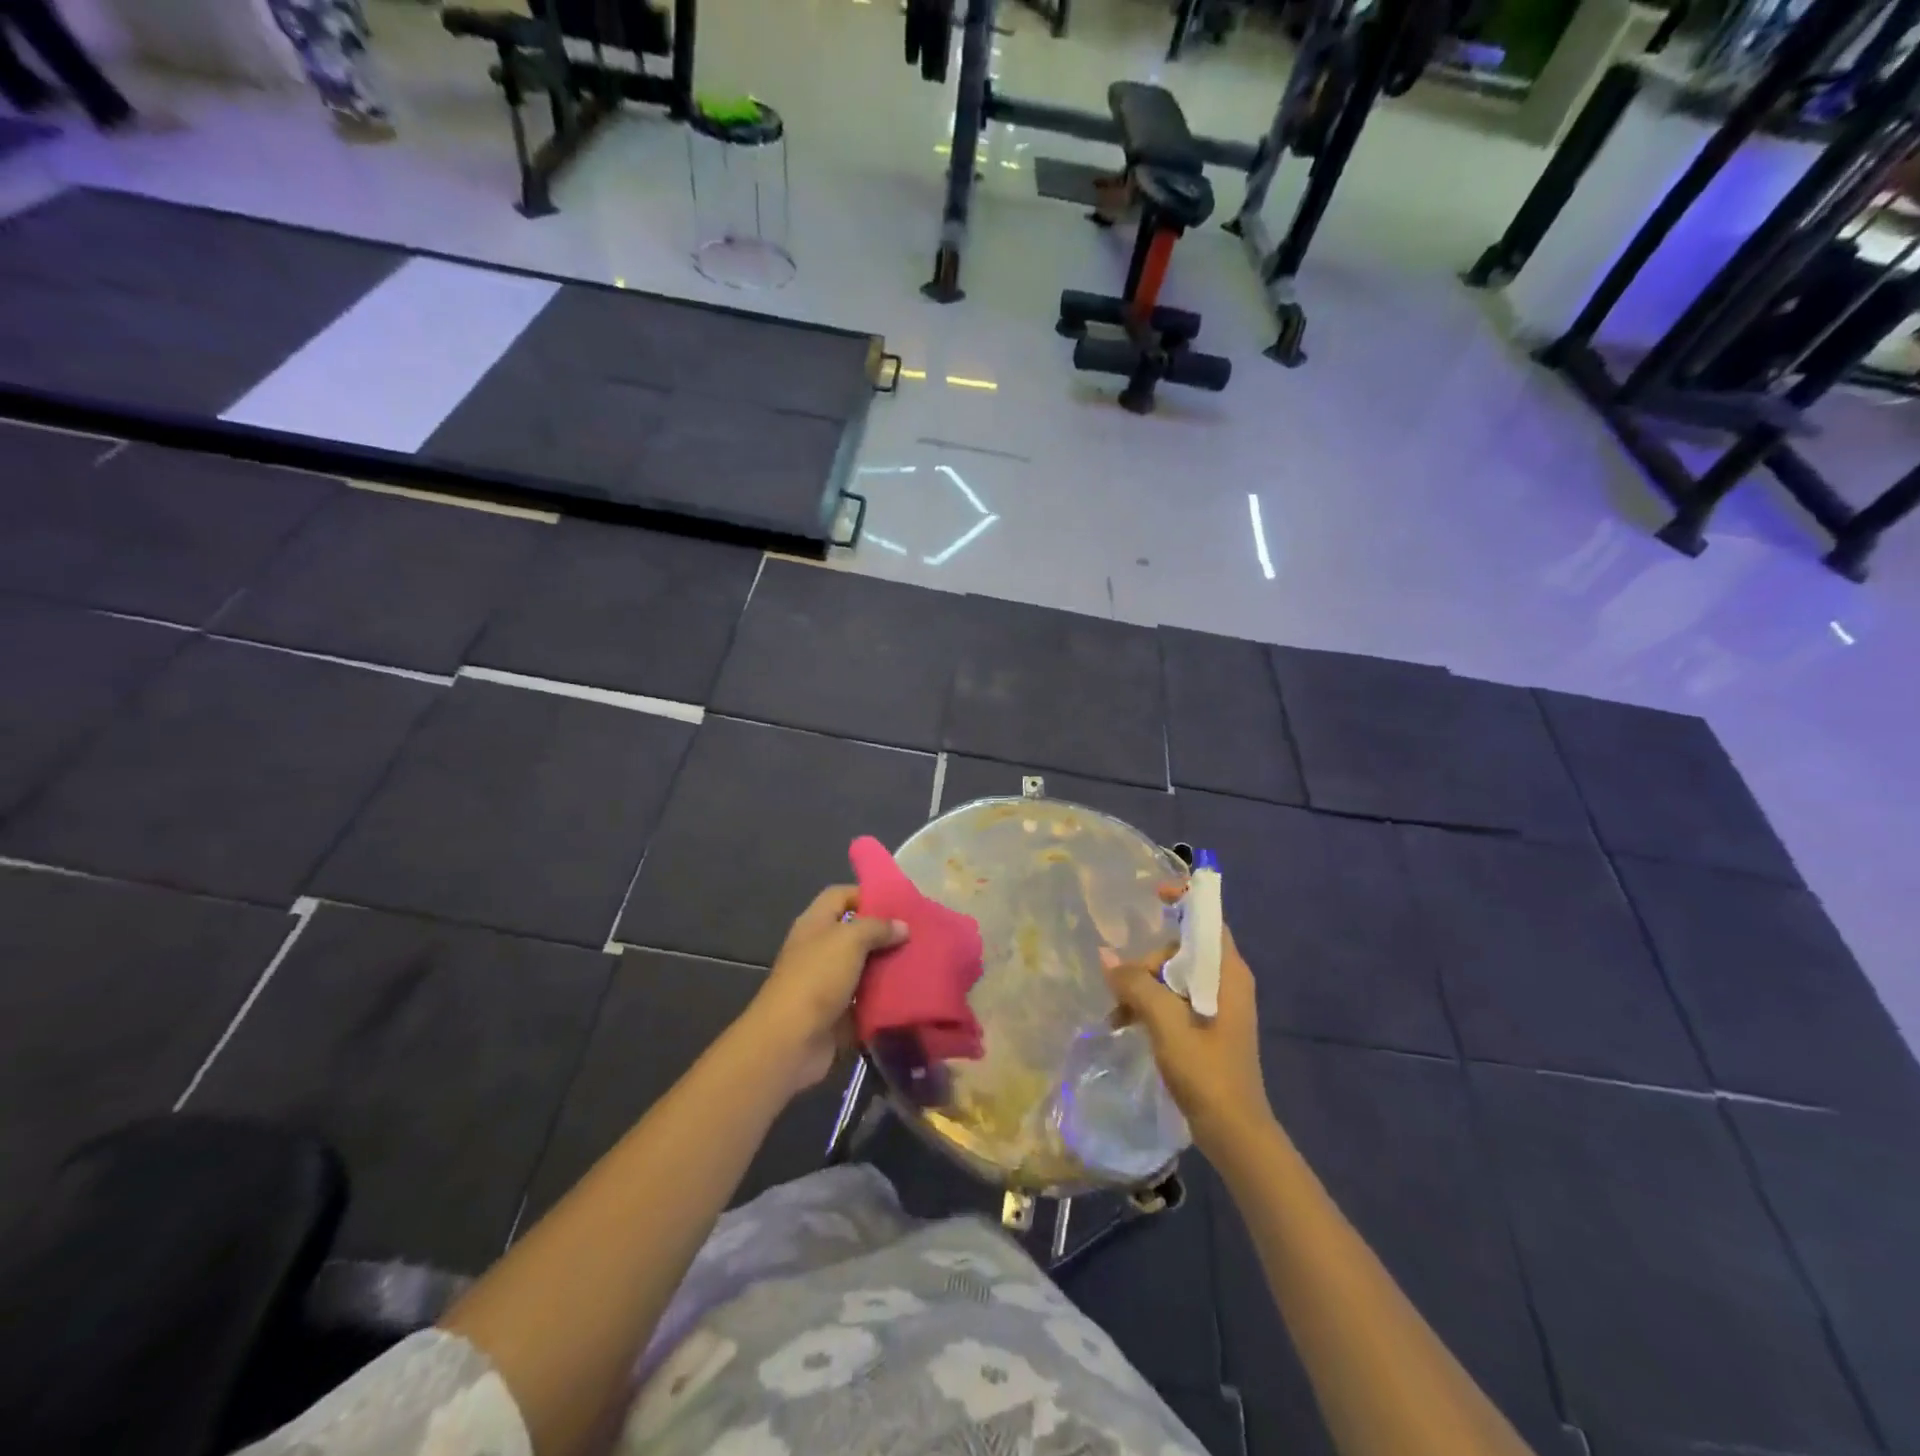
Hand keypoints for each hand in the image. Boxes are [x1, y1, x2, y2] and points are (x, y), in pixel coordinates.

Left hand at [744, 886, 907, 1093]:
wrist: (791, 1041)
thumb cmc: (816, 978)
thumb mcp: (849, 940)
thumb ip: (877, 928)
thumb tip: (902, 926)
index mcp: (815, 924)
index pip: (840, 896)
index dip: (866, 894)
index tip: (899, 903)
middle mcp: (819, 949)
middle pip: (855, 933)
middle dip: (884, 933)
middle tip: (918, 934)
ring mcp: (828, 983)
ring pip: (864, 967)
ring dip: (888, 966)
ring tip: (921, 961)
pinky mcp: (838, 1013)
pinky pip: (866, 999)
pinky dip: (885, 997)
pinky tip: (911, 992)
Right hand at [1102, 911, 1274, 1157]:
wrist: (1235, 1132)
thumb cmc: (1206, 1072)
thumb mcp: (1165, 1025)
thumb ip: (1136, 985)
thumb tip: (1105, 955)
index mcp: (1227, 973)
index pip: (1208, 919)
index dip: (1183, 900)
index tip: (1152, 896)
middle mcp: (1226, 981)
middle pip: (1181, 949)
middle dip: (1147, 962)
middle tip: (1122, 990)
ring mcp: (1218, 1004)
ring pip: (1173, 975)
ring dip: (1143, 987)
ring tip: (1118, 1015)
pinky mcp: (1208, 1024)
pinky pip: (1175, 997)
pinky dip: (1151, 1004)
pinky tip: (1128, 1023)